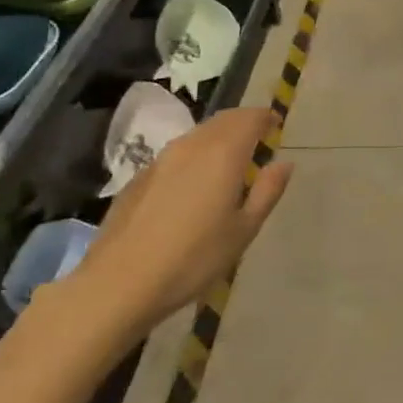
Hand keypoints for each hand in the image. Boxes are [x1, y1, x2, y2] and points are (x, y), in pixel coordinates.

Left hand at [69, 109, 292, 341]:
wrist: (118, 284)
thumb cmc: (194, 258)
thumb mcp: (244, 229)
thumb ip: (267, 191)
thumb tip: (284, 163)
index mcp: (223, 153)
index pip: (250, 118)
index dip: (267, 118)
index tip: (277, 127)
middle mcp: (192, 146)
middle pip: (223, 120)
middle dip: (244, 122)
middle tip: (259, 139)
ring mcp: (161, 160)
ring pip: (198, 134)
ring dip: (219, 137)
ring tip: (230, 160)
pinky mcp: (139, 178)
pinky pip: (177, 154)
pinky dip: (195, 155)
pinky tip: (194, 184)